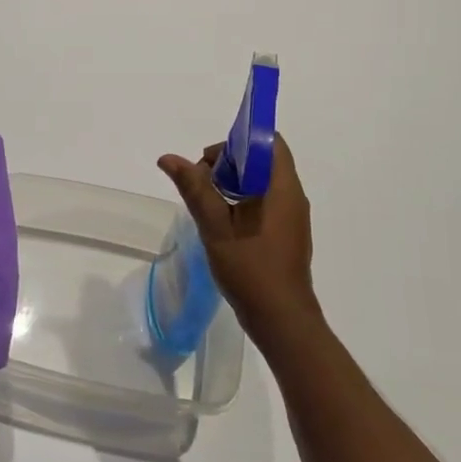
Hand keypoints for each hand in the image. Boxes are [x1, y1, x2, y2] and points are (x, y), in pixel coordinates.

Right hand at [157, 135, 321, 348]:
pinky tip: (222, 223)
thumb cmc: (251, 269)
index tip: (211, 161)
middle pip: (262, 159)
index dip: (238, 142)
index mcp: (282, 188)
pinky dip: (242, 201)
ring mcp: (291, 216)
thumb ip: (194, 188)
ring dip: (233, 183)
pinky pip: (265, 201)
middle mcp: (292, 196)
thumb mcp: (215, 226)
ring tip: (208, 204)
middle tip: (202, 185)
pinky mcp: (286, 232)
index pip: (269, 142)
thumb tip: (168, 158)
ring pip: (261, 181)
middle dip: (229, 163)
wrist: (282, 320)